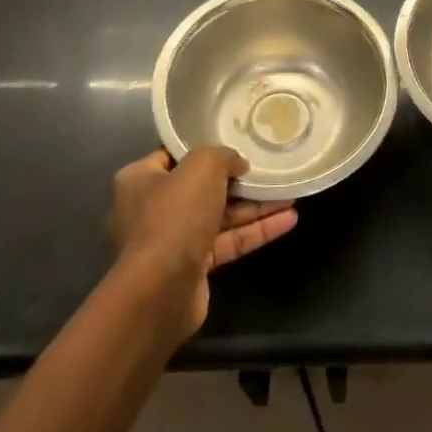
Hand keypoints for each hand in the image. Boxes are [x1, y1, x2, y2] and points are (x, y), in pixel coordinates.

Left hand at [108, 146, 297, 341]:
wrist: (161, 289)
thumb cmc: (174, 216)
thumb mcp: (201, 166)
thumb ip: (222, 156)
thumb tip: (238, 164)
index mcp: (141, 179)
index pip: (175, 156)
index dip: (205, 148)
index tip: (236, 141)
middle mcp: (153, 208)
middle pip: (203, 186)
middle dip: (239, 180)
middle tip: (270, 168)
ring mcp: (174, 240)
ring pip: (221, 215)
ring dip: (255, 206)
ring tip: (291, 193)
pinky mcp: (194, 266)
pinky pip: (229, 241)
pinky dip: (256, 230)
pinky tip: (289, 219)